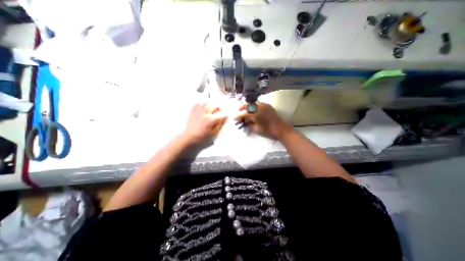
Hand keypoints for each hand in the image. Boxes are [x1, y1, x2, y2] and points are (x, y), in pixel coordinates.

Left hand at [182, 103, 226, 145]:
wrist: (189, 137)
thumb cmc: (201, 137)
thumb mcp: (213, 133)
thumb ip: (220, 125)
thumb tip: (224, 118)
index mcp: (210, 119)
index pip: (221, 114)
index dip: (225, 115)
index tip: (226, 116)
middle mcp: (204, 113)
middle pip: (214, 105)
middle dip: (217, 108)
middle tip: (217, 113)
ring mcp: (198, 111)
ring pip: (206, 102)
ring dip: (210, 105)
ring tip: (210, 110)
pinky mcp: (192, 111)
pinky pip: (198, 103)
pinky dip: (202, 104)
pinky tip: (203, 109)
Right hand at [235, 102, 291, 140]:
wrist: (281, 129)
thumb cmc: (268, 131)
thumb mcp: (256, 129)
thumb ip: (249, 125)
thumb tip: (244, 122)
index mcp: (256, 115)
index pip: (245, 114)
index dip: (239, 116)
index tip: (235, 118)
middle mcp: (259, 108)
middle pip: (248, 105)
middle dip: (242, 107)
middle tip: (238, 110)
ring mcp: (264, 106)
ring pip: (253, 103)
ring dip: (248, 106)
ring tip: (245, 109)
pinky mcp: (268, 106)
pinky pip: (259, 103)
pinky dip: (254, 105)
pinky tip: (253, 109)